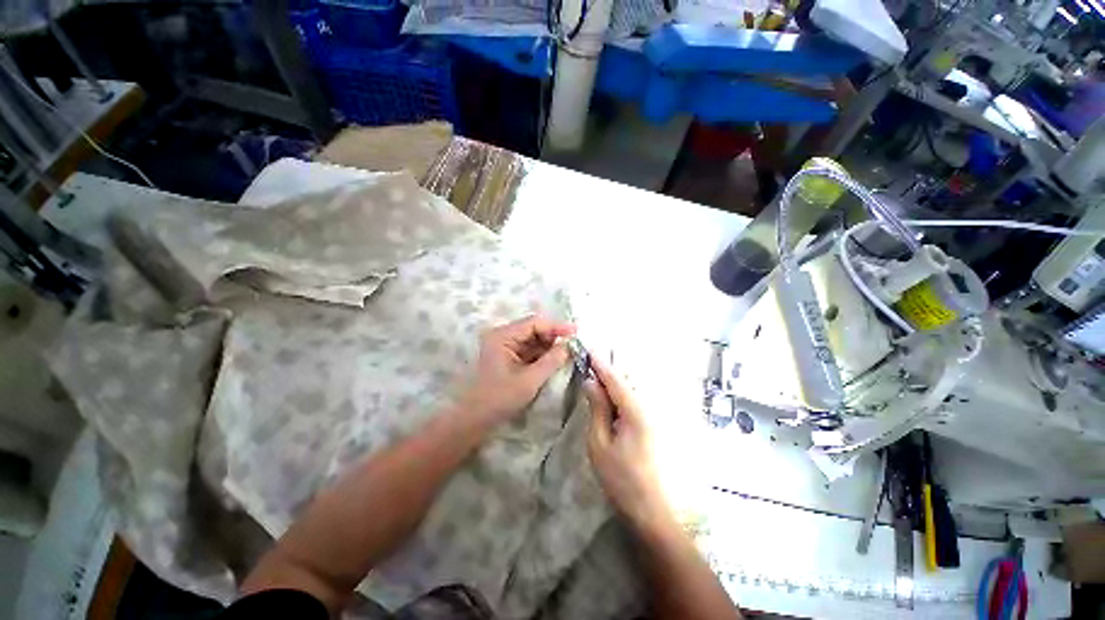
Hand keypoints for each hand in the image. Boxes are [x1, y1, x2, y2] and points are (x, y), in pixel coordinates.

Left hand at [462, 315, 574, 421]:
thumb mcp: (529, 380)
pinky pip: (529, 350)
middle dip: (554, 336)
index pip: (534, 323)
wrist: (475, 419)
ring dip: (550, 345)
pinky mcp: (508, 357)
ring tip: (569, 351)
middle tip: (574, 344)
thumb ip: (551, 361)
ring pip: (533, 339)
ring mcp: (505, 346)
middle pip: (534, 329)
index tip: (576, 332)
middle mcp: (503, 336)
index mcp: (503, 336)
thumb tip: (569, 346)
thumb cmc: (499, 398)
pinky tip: (556, 359)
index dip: (556, 326)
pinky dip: (543, 354)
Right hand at [585, 356, 671, 529]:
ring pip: (632, 389)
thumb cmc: (622, 479)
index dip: (600, 363)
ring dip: (615, 381)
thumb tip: (591, 382)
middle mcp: (648, 407)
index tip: (588, 349)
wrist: (653, 510)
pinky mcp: (655, 424)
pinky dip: (622, 393)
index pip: (614, 378)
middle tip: (589, 363)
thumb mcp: (600, 444)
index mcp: (635, 410)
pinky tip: (612, 397)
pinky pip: (636, 400)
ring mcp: (654, 416)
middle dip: (607, 370)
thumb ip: (597, 409)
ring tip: (598, 377)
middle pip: (625, 380)